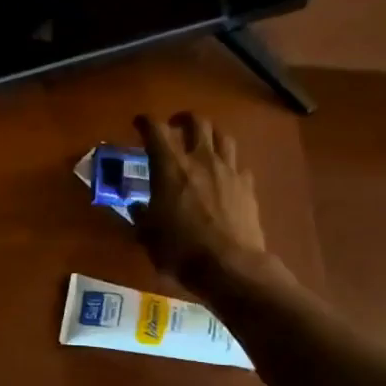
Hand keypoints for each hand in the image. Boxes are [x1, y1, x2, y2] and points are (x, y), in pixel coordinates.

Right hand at [133, 112, 275, 290]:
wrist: (229, 266)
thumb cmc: (180, 249)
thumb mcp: (148, 235)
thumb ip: (142, 215)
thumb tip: (138, 207)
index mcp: (170, 167)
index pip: (156, 130)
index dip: (145, 122)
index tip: (139, 123)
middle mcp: (201, 160)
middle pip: (197, 122)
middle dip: (184, 119)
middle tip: (175, 126)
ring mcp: (229, 171)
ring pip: (223, 137)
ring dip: (210, 135)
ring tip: (203, 143)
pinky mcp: (247, 187)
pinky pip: (239, 165)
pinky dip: (229, 164)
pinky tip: (224, 175)